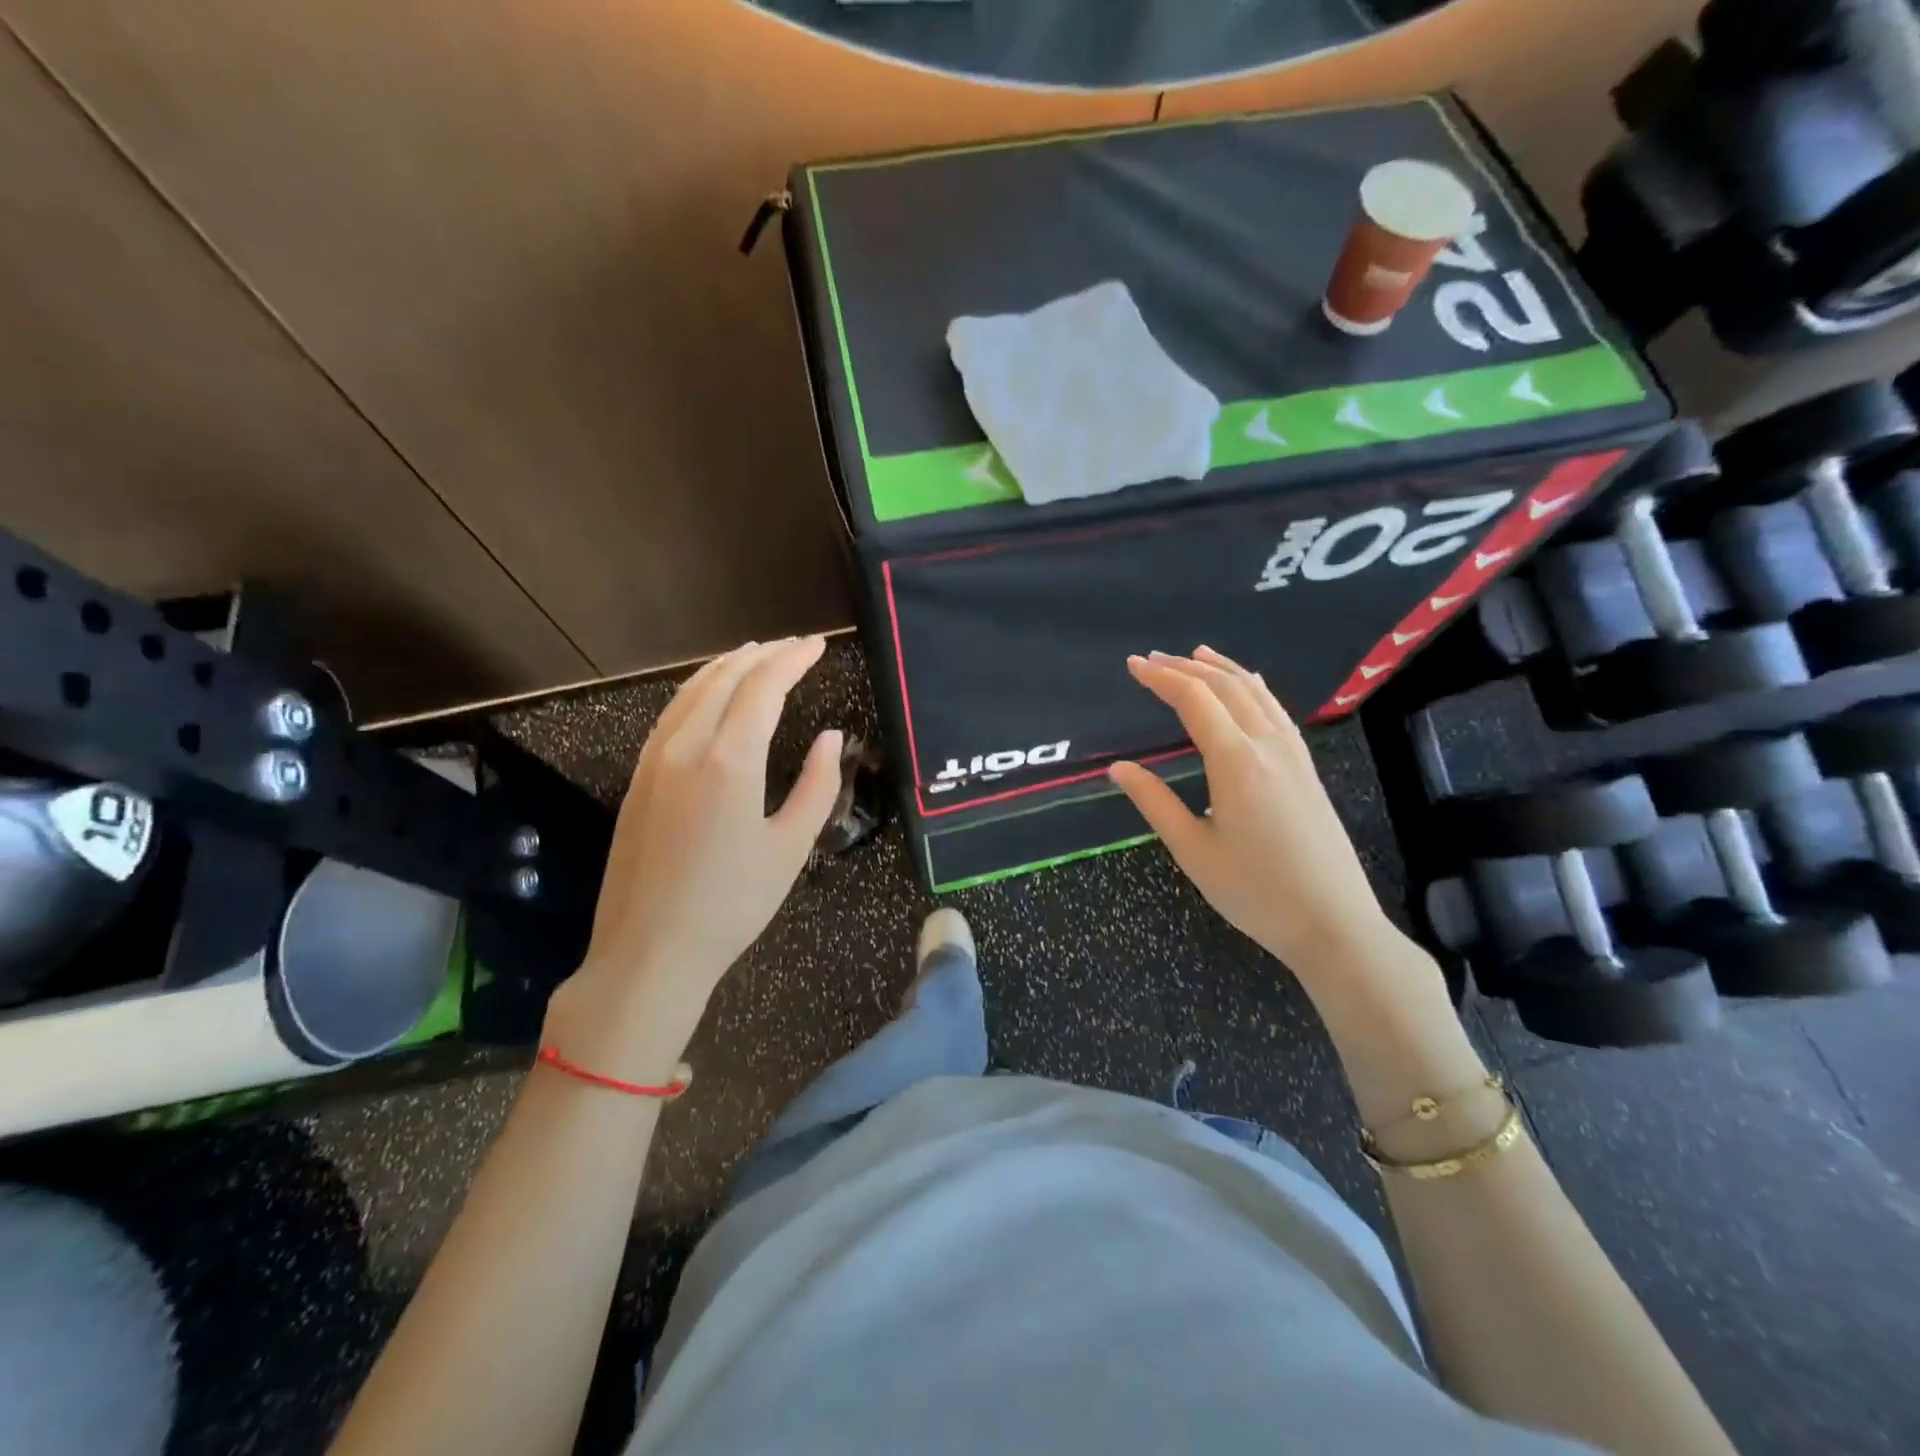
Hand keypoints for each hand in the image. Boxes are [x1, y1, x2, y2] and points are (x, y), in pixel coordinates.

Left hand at [544, 638, 843, 1078]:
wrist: (649, 951)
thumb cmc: (732, 904)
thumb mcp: (791, 848)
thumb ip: (818, 786)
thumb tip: (832, 737)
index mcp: (729, 761)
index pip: (762, 687)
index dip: (792, 660)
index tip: (818, 645)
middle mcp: (686, 747)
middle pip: (725, 679)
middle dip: (763, 655)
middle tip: (794, 646)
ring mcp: (654, 760)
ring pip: (690, 691)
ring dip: (726, 666)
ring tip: (755, 655)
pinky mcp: (638, 779)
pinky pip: (671, 714)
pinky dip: (697, 690)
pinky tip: (709, 695)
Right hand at [1109, 648, 1415, 992]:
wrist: (1334, 922)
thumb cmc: (1255, 891)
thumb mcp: (1192, 850)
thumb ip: (1154, 802)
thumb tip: (1118, 768)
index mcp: (1236, 761)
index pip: (1194, 700)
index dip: (1161, 678)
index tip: (1133, 665)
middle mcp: (1268, 745)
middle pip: (1225, 687)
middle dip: (1186, 667)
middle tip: (1153, 659)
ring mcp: (1294, 754)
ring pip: (1256, 693)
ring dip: (1222, 669)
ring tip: (1195, 654)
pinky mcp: (1307, 768)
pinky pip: (1277, 710)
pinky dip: (1253, 688)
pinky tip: (1249, 686)